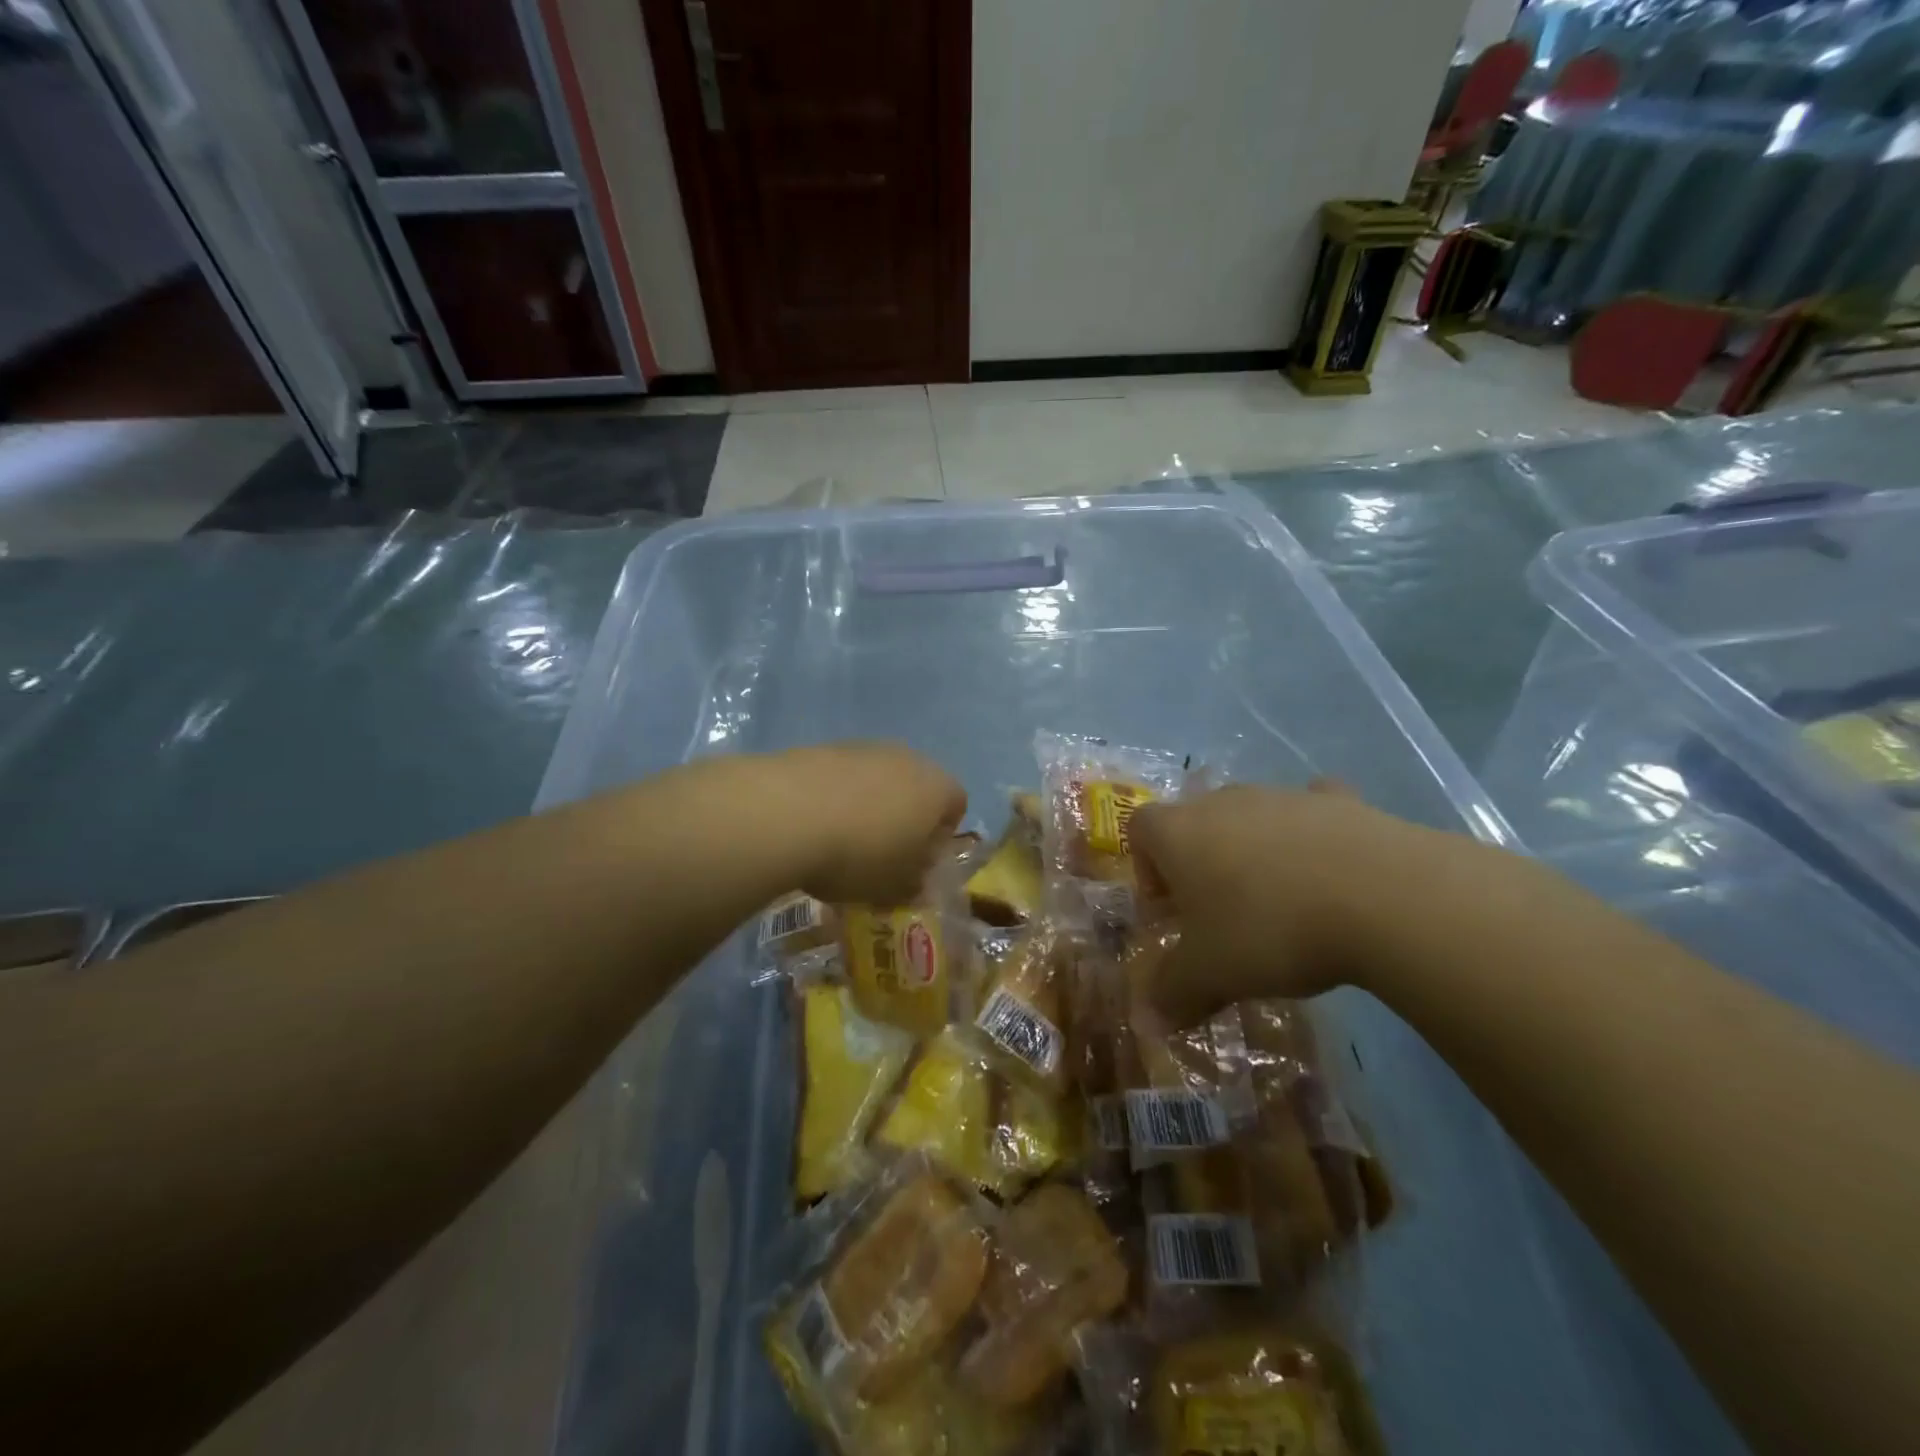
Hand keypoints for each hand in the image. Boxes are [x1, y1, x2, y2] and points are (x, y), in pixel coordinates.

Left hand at [780, 742, 966, 904]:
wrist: (787, 813)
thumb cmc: (859, 855)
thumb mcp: (894, 888)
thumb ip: (913, 886)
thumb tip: (916, 882)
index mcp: (937, 788)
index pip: (956, 806)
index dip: (940, 837)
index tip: (916, 863)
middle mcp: (908, 758)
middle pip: (916, 788)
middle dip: (903, 819)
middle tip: (880, 855)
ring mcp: (865, 748)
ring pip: (878, 779)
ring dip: (868, 806)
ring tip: (840, 841)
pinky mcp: (825, 747)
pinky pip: (842, 776)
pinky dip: (835, 797)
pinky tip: (813, 825)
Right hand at [1131, 781, 1460, 1023]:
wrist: (1382, 896)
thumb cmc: (1271, 929)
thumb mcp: (1212, 975)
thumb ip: (1173, 993)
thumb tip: (1147, 1023)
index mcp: (1181, 832)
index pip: (1140, 829)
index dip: (1146, 868)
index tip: (1170, 911)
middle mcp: (1224, 801)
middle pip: (1195, 821)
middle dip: (1199, 863)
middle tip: (1220, 914)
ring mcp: (1284, 795)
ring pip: (1252, 816)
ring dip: (1253, 850)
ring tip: (1281, 902)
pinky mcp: (1340, 801)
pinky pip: (1312, 811)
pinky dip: (1312, 835)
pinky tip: (1331, 870)